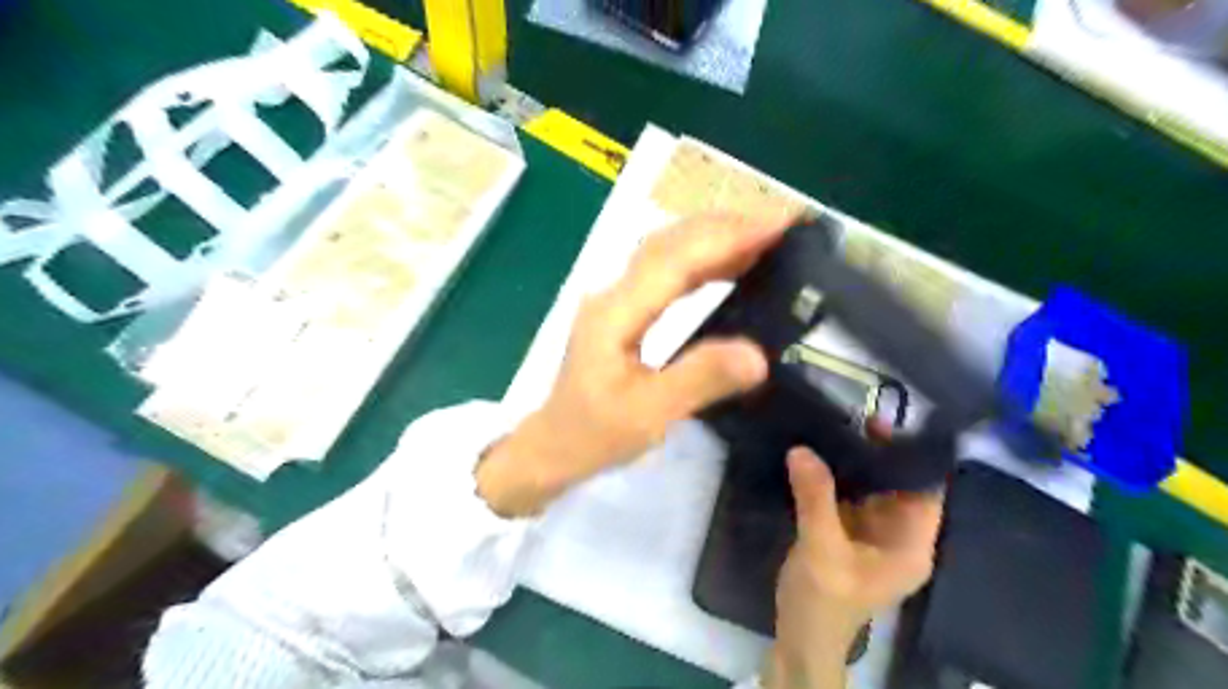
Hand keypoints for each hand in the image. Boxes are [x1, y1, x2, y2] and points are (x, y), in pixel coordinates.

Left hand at [475, 216, 779, 514]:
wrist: (553, 445)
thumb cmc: (594, 434)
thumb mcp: (648, 415)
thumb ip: (700, 380)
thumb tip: (758, 354)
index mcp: (615, 313)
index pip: (675, 260)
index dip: (726, 238)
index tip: (777, 226)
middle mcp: (613, 294)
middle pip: (670, 242)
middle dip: (726, 227)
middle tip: (781, 225)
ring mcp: (616, 299)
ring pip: (667, 251)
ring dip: (714, 238)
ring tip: (765, 238)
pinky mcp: (624, 310)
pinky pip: (666, 272)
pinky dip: (702, 261)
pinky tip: (728, 266)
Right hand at [764, 446, 947, 688]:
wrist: (800, 637)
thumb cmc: (824, 601)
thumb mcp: (821, 549)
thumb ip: (815, 498)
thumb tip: (801, 449)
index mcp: (911, 545)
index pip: (927, 490)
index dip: (913, 457)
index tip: (888, 422)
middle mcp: (898, 535)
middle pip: (898, 484)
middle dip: (880, 452)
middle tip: (856, 415)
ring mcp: (871, 533)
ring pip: (872, 487)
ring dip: (856, 461)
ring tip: (838, 425)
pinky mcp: (847, 531)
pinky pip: (848, 494)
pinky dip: (837, 475)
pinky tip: (820, 453)